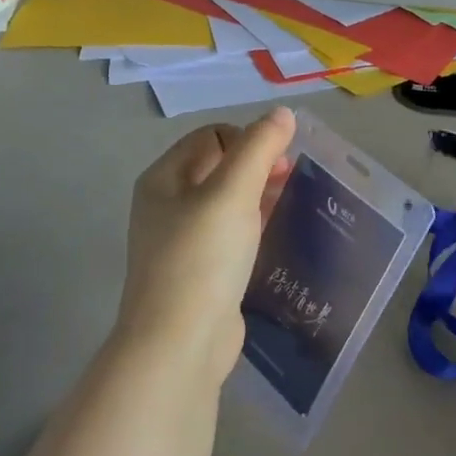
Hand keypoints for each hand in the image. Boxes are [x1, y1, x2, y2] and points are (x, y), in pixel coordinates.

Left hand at [117, 107, 296, 384]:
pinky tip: (276, 237)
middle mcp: (167, 205)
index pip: (211, 136)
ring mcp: (183, 242)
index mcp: (163, 179)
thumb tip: (282, 113)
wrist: (181, 342)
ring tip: (292, 205)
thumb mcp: (232, 193)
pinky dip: (254, 228)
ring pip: (227, 204)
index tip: (280, 163)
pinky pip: (231, 236)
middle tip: (291, 181)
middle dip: (258, 167)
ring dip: (259, 197)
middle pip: (218, 168)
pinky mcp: (201, 272)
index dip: (248, 140)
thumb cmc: (202, 258)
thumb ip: (258, 148)